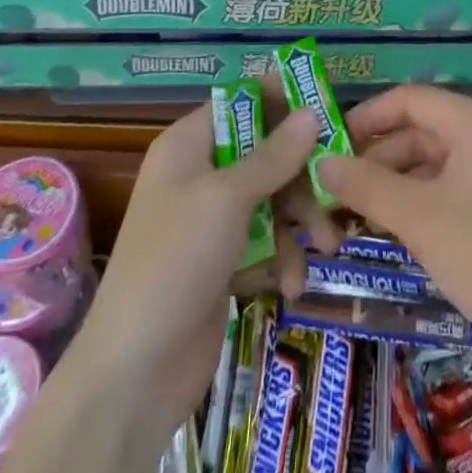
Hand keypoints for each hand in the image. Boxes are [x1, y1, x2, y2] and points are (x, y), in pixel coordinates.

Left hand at [67, 100, 336, 441]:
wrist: (134, 374)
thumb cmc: (175, 262)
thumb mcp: (227, 199)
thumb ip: (273, 155)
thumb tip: (311, 112)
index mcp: (188, 146)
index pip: (241, 102)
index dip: (282, 98)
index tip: (327, 103)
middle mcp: (199, 175)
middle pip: (265, 152)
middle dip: (302, 174)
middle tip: (337, 189)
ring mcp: (210, 222)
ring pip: (272, 198)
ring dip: (300, 221)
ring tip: (327, 245)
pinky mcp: (223, 262)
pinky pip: (265, 241)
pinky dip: (282, 258)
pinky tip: (291, 284)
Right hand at [317, 86, 471, 362]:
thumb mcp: (419, 218)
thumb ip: (367, 185)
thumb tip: (321, 162)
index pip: (409, 99)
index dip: (366, 117)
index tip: (327, 146)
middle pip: (419, 131)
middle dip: (376, 158)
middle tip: (334, 193)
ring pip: (433, 164)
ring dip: (394, 185)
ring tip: (354, 217)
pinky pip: (451, 189)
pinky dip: (419, 204)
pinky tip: (395, 231)